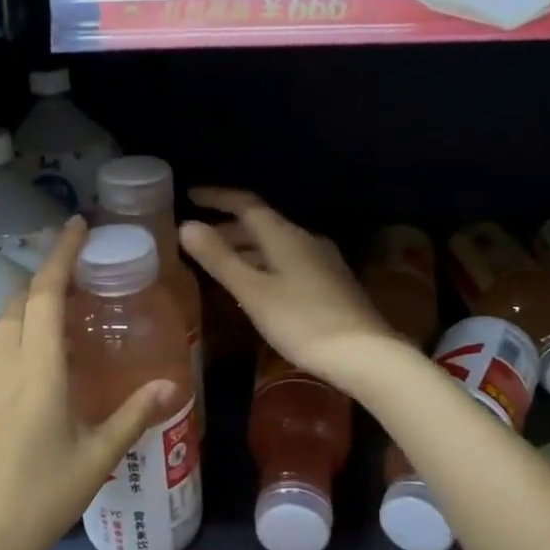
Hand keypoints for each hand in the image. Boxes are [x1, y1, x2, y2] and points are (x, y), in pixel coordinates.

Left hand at [0, 218, 179, 549]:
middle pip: (19, 301)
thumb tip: (174, 386)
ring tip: (57, 324)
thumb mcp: (95, 460)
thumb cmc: (37, 502)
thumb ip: (134, 415)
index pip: (46, 293)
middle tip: (79, 285)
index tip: (76, 224)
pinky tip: (26, 369)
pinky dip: (9, 338)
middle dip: (47, 281)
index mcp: (36, 371)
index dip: (61, 254)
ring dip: (26, 310)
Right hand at [179, 188, 399, 388]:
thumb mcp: (253, 291)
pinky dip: (263, 265)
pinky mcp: (330, 283)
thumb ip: (219, 258)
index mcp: (285, 235)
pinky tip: (254, 286)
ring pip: (275, 246)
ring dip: (246, 249)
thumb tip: (186, 225)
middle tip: (198, 238)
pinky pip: (288, 263)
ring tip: (219, 262)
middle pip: (261, 225)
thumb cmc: (301, 321)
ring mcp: (322, 261)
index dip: (217, 198)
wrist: (363, 353)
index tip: (189, 196)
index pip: (246, 204)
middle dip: (228, 228)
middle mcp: (305, 239)